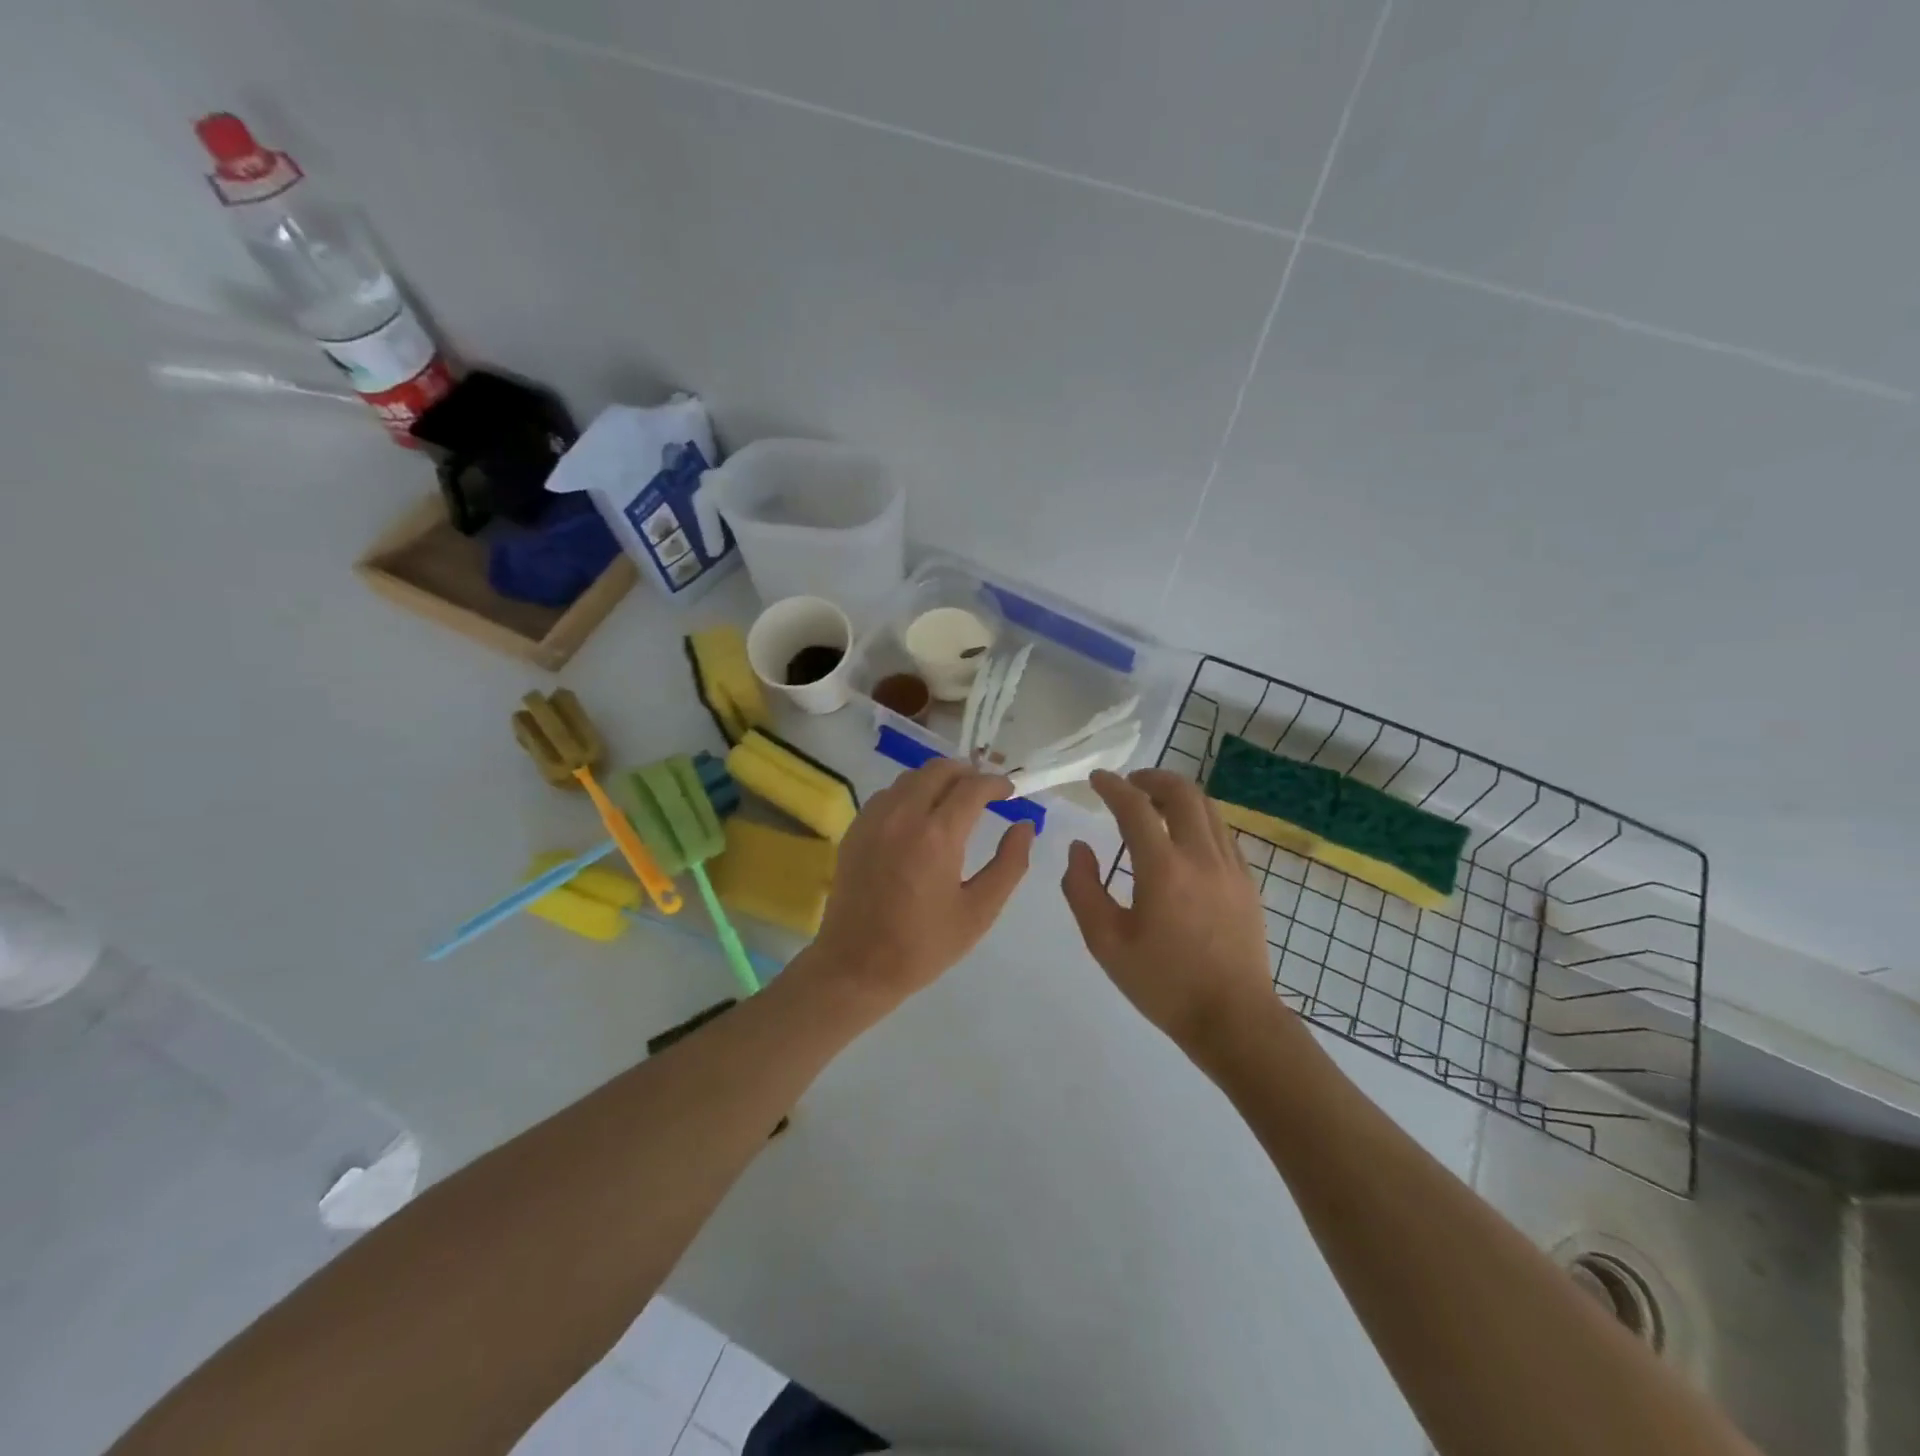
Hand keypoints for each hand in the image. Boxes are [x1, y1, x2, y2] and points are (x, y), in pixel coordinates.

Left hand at [807, 760, 1035, 1008]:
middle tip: (985, 790)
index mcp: (937, 835)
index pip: (973, 787)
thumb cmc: (924, 945)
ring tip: (955, 799)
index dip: (997, 783)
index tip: (1010, 791)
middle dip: (968, 772)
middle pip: (939, 770)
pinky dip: (910, 792)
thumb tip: (1024, 826)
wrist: (856, 966)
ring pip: (911, 777)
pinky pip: (888, 794)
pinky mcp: (856, 829)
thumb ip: (1009, 864)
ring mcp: (874, 819)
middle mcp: (903, 815)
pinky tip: (919, 815)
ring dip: (938, 779)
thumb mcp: (979, 911)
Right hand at [1061, 769, 1276, 1051]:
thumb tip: (1079, 848)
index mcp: (1163, 869)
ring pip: (1208, 808)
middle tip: (1129, 784)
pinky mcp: (1247, 882)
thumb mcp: (1105, 942)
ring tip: (1154, 804)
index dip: (1112, 786)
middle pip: (1182, 792)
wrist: (1233, 1018)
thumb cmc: (1164, 983)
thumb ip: (1082, 889)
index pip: (1135, 807)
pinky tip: (1183, 838)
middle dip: (1152, 777)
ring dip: (1178, 795)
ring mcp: (1231, 867)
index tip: (1096, 778)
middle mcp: (1201, 856)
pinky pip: (1222, 831)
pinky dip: (1198, 818)